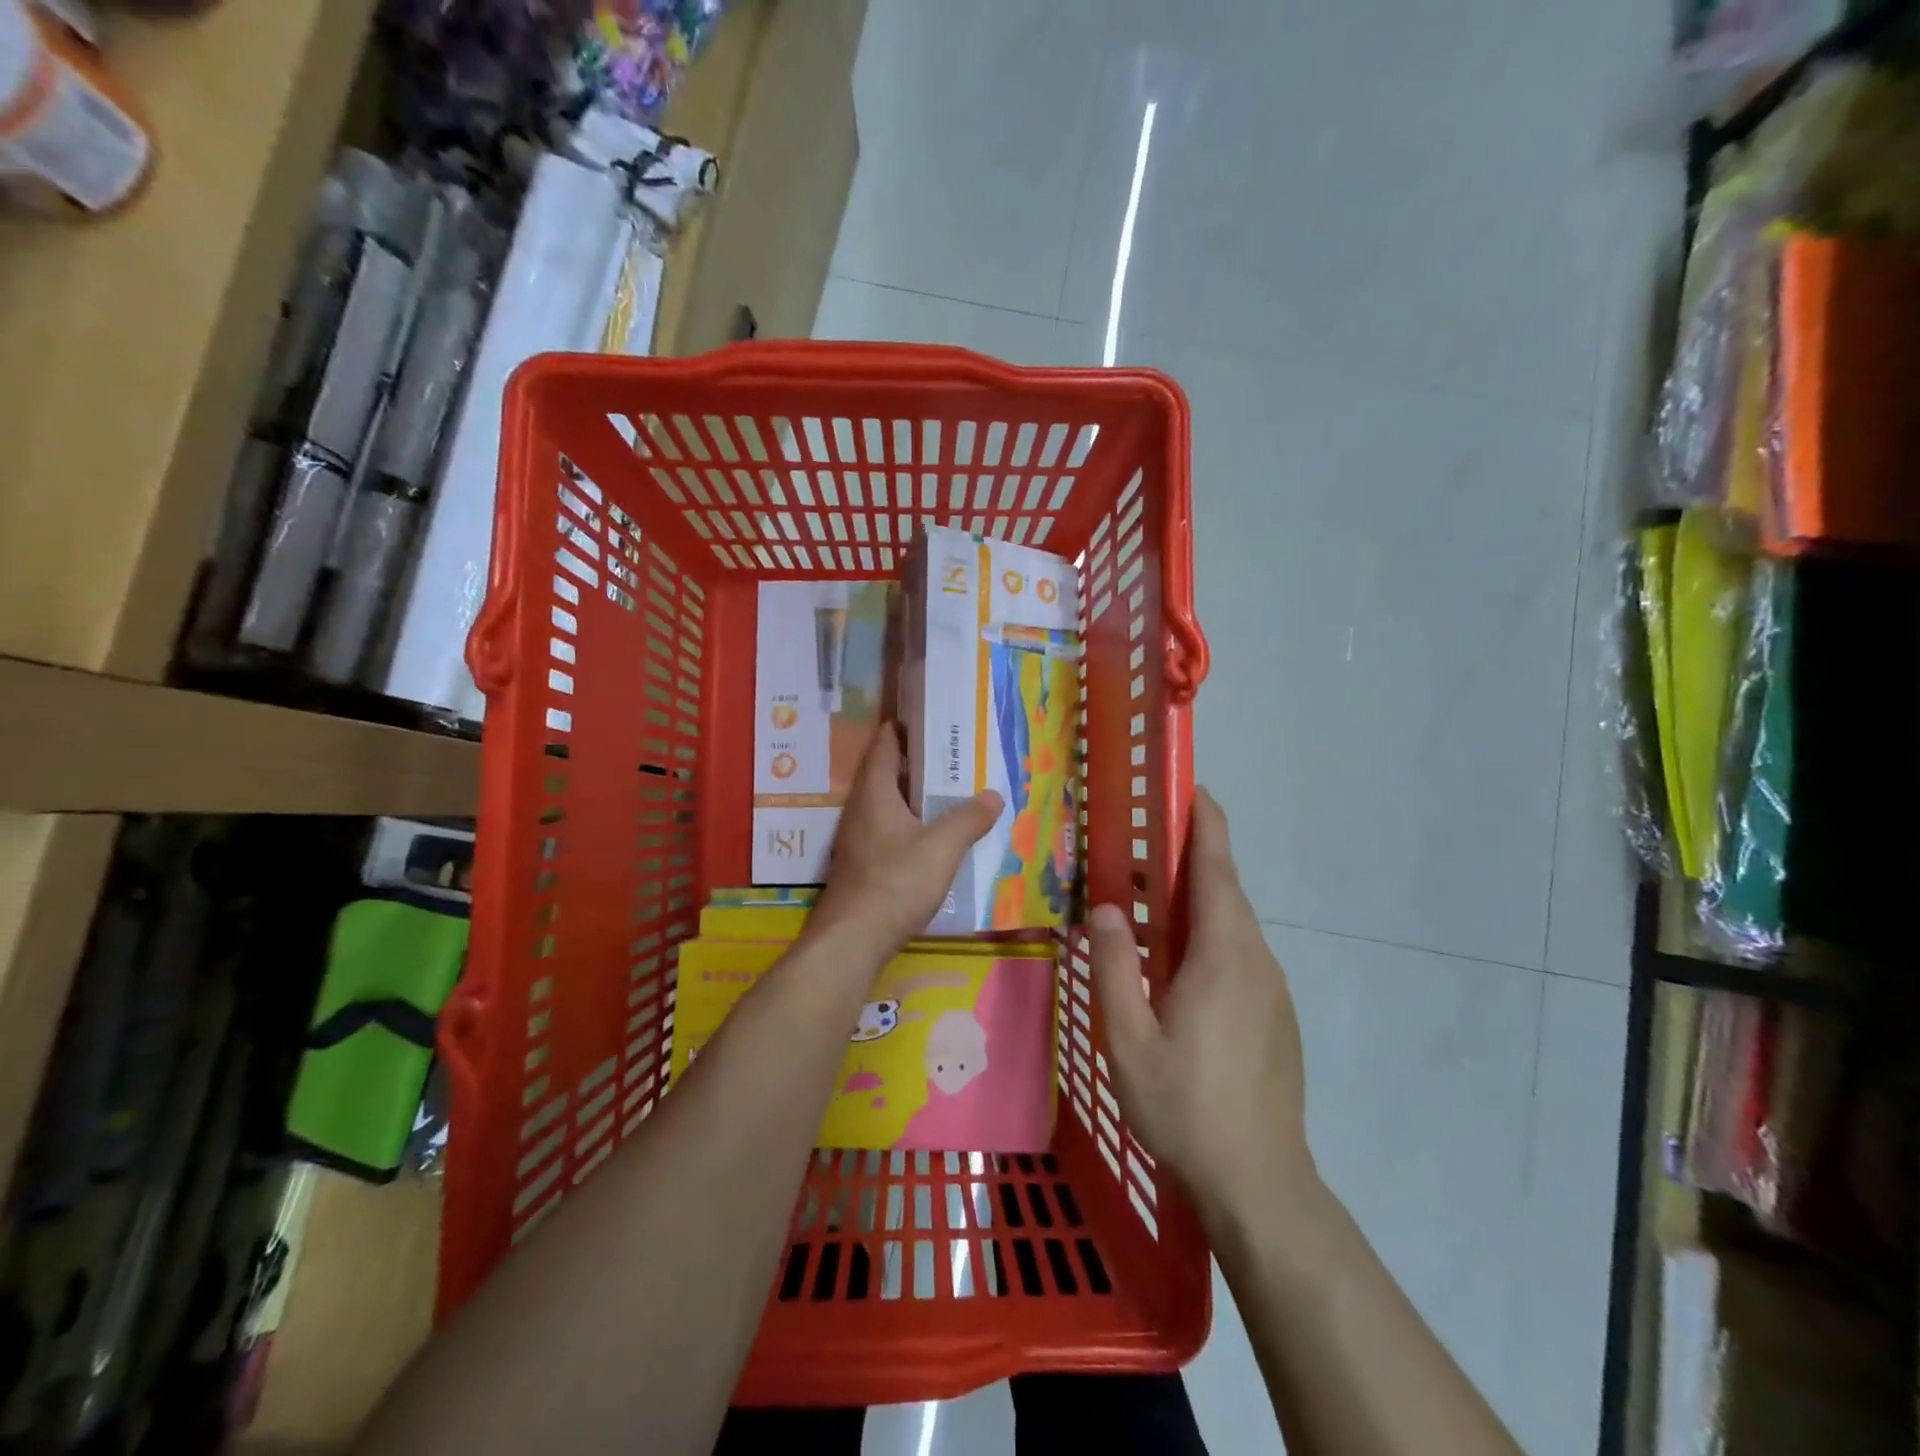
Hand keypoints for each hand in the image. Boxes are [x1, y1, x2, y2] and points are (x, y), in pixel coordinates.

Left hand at [808, 724, 1002, 954]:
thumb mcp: (942, 848)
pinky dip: (908, 824)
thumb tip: (993, 795)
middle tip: (951, 756)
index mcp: (875, 794)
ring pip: (886, 805)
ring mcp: (857, 839)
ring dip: (912, 796)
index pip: (884, 746)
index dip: (902, 729)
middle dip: (915, 763)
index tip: (927, 718)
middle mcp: (860, 810)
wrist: (852, 941)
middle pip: (885, 774)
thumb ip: (969, 819)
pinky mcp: (861, 865)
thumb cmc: (895, 883)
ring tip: (947, 793)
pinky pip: (887, 830)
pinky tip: (931, 837)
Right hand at [1088, 788, 1312, 1223]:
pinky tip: (1174, 962)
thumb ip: (1115, 966)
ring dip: (1195, 899)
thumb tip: (1107, 908)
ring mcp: (1271, 988)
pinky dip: (1206, 935)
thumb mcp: (1129, 1039)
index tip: (1188, 787)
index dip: (1205, 822)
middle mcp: (1256, 959)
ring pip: (1231, 924)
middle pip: (1224, 889)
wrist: (1260, 1182)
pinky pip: (1238, 954)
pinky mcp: (1275, 1013)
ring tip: (1147, 899)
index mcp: (1223, 954)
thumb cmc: (1186, 1107)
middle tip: (1141, 841)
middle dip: (1190, 855)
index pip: (1216, 868)